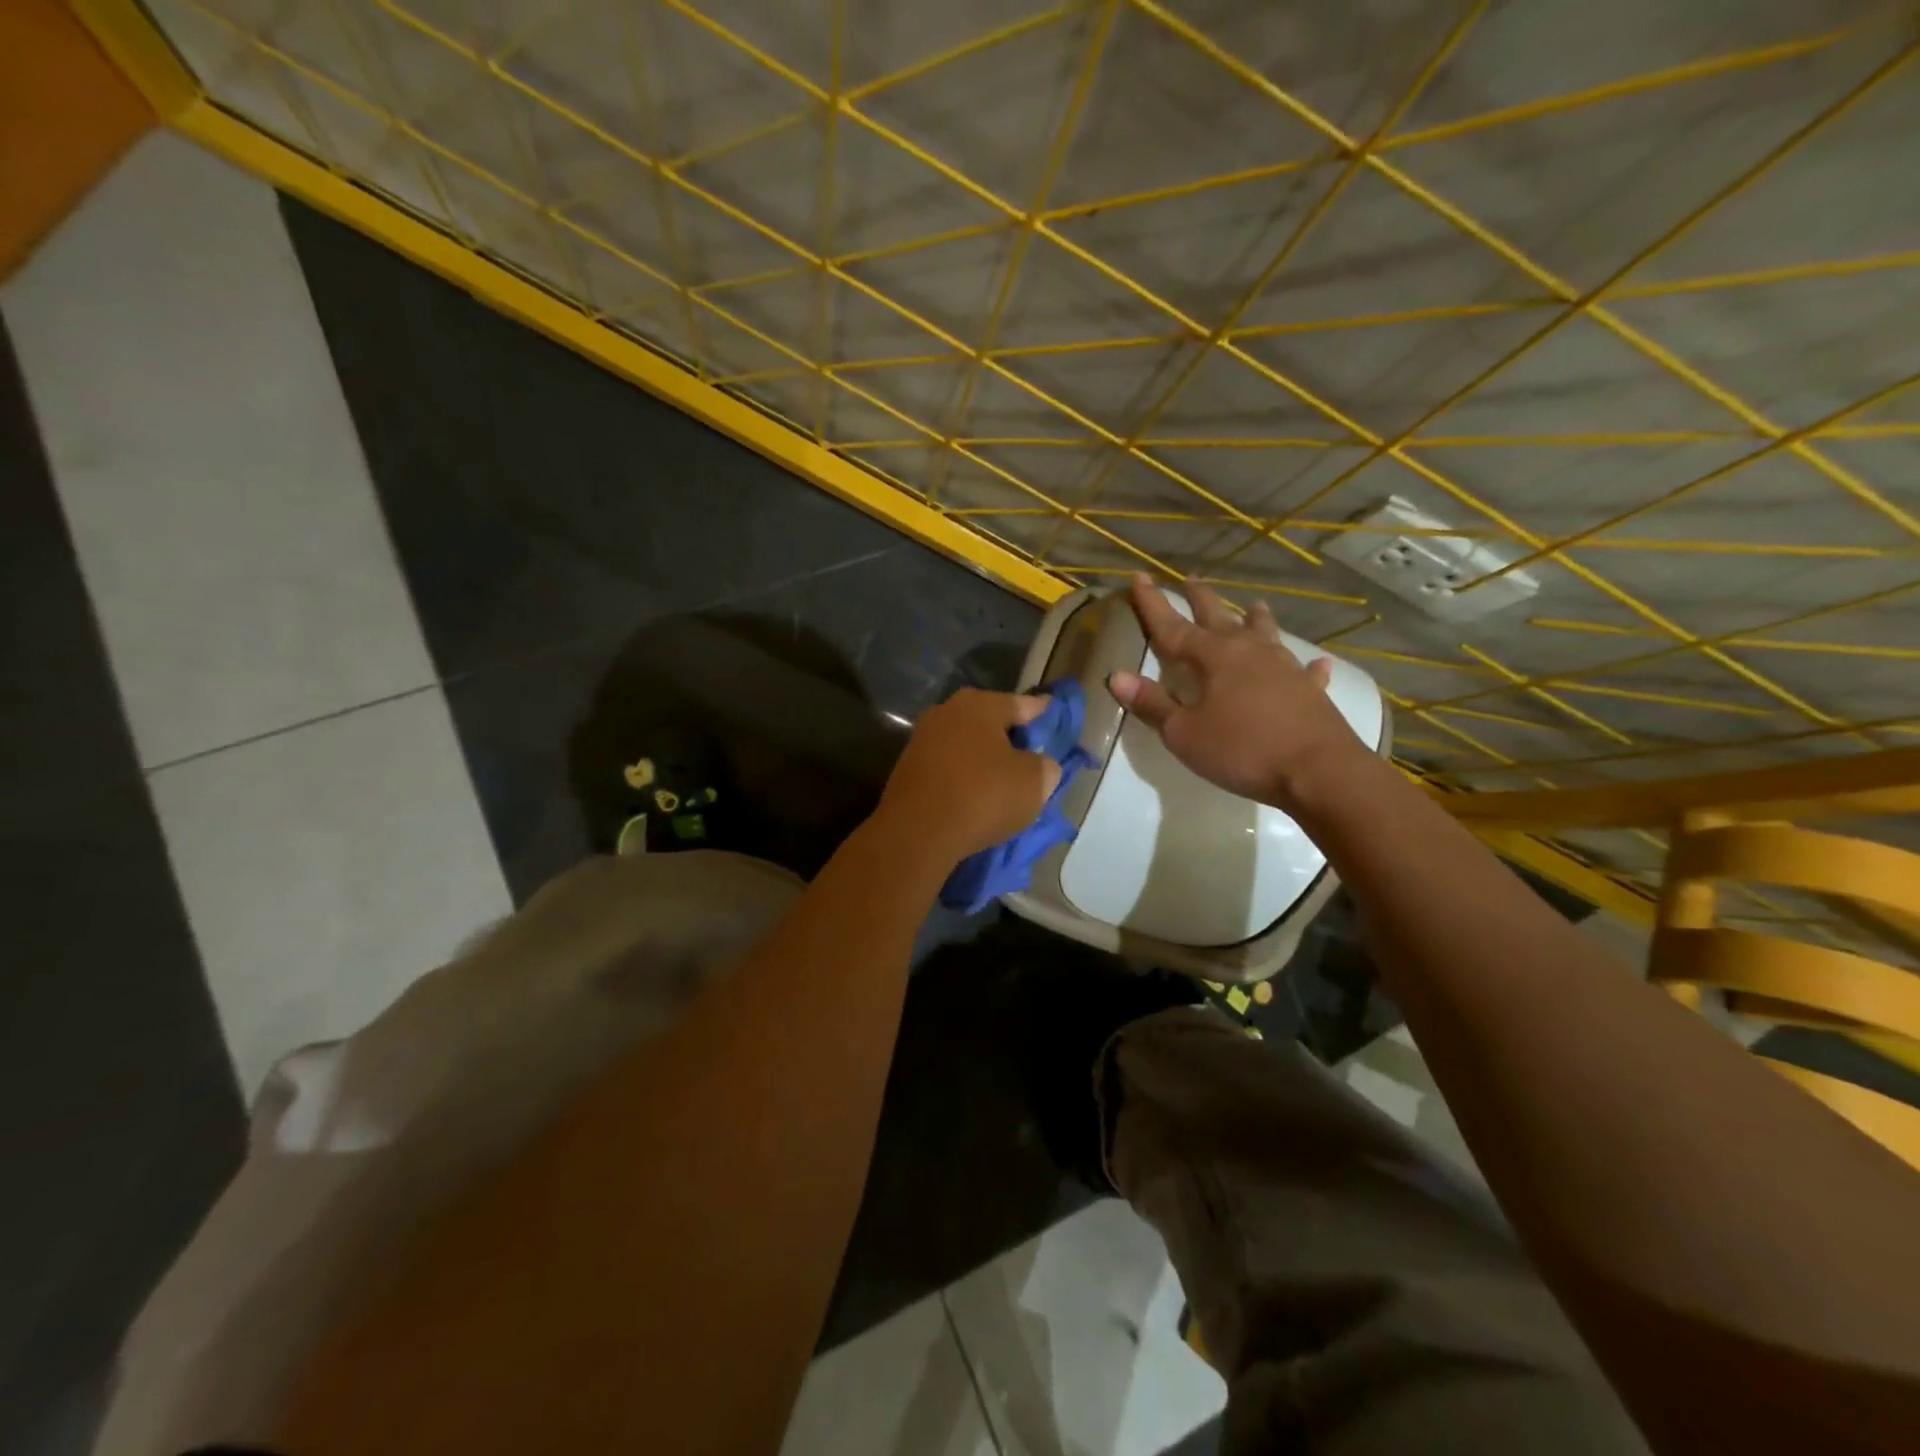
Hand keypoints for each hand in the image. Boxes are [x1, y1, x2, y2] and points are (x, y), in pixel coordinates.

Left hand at [878, 689, 1063, 861]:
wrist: (917, 833)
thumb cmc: (982, 796)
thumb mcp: (1035, 782)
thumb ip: (1045, 766)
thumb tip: (1039, 765)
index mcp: (980, 704)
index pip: (1023, 704)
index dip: (1043, 714)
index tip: (1055, 717)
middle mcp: (947, 712)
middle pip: (990, 723)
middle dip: (1011, 738)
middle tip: (1033, 757)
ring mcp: (922, 740)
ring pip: (966, 747)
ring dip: (984, 761)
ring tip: (1005, 782)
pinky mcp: (907, 770)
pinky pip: (948, 769)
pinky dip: (964, 779)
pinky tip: (976, 797)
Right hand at [1108, 574, 1367, 812]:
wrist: (1318, 771)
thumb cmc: (1242, 750)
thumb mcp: (1184, 733)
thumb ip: (1152, 703)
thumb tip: (1117, 676)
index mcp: (1214, 658)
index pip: (1173, 626)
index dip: (1153, 603)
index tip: (1139, 577)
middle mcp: (1249, 652)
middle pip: (1219, 617)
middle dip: (1201, 599)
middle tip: (1191, 578)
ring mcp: (1284, 668)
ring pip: (1265, 634)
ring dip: (1255, 619)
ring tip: (1254, 605)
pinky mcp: (1310, 691)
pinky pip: (1306, 671)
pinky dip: (1306, 665)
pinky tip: (1315, 663)